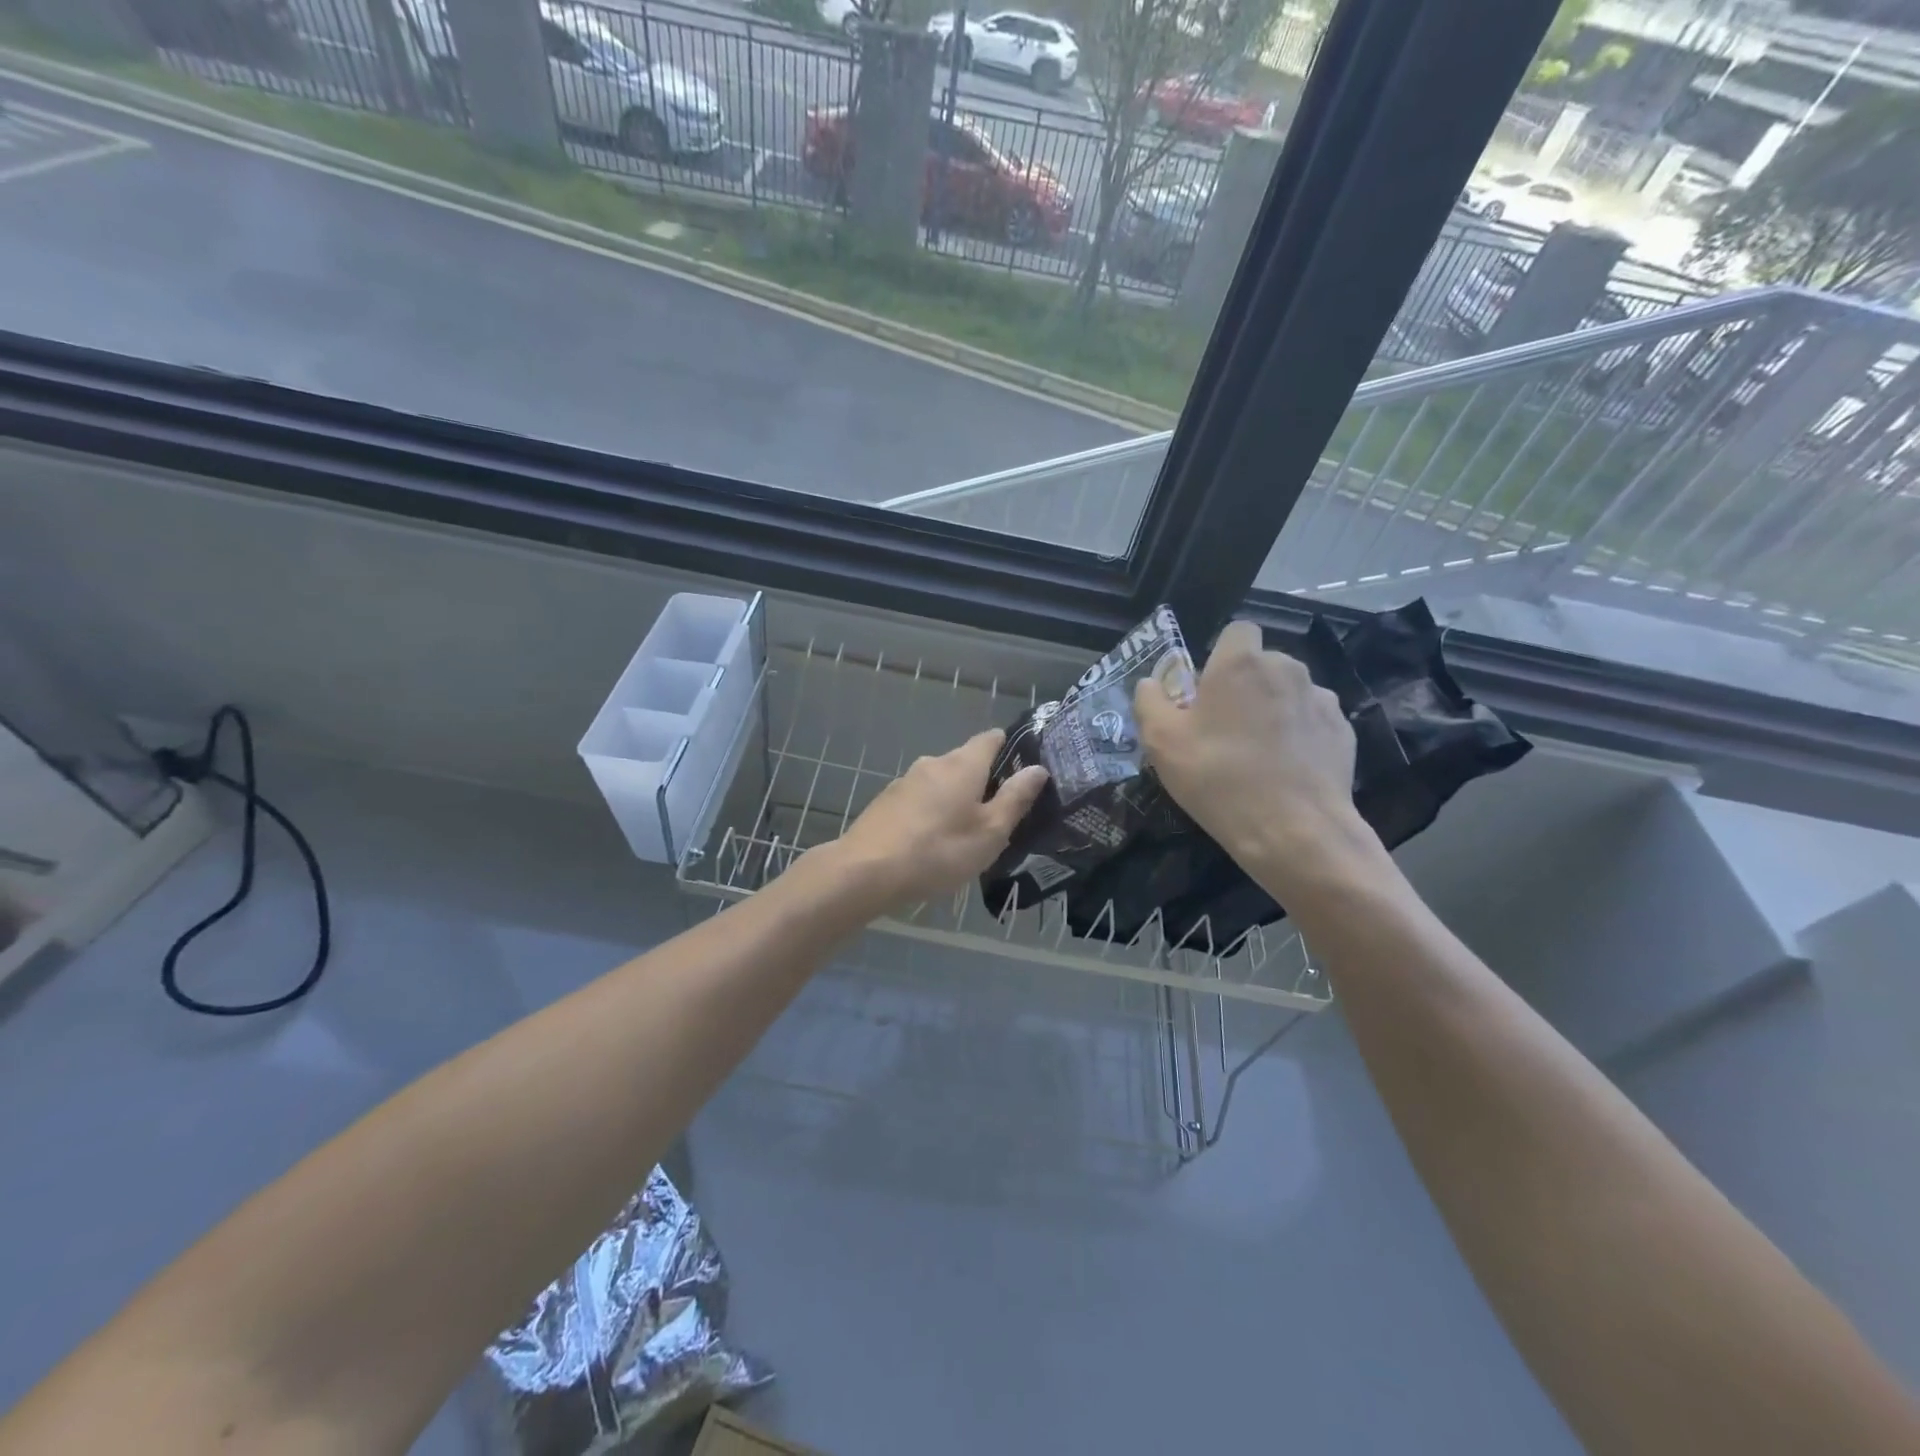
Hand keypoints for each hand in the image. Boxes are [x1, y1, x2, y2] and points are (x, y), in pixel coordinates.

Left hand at [833, 729, 1048, 908]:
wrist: (865, 871)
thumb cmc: (938, 851)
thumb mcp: (989, 832)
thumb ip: (1015, 798)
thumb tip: (1038, 768)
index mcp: (963, 764)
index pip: (991, 738)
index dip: (1010, 748)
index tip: (1024, 770)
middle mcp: (933, 763)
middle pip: (966, 761)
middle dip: (984, 781)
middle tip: (1000, 814)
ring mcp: (905, 781)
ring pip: (941, 782)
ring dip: (956, 799)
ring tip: (967, 832)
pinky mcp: (886, 802)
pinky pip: (920, 799)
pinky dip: (933, 812)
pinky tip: (933, 841)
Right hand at [1135, 620, 1374, 899]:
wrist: (1293, 830)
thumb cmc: (1217, 777)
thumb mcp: (1161, 742)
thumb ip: (1149, 701)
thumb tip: (1151, 683)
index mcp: (1240, 664)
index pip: (1238, 630)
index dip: (1222, 655)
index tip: (1208, 690)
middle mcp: (1286, 668)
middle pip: (1264, 663)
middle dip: (1247, 685)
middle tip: (1225, 728)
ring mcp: (1322, 699)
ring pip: (1290, 692)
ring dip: (1275, 709)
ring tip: (1260, 753)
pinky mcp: (1344, 731)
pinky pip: (1313, 722)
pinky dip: (1300, 736)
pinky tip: (1287, 770)